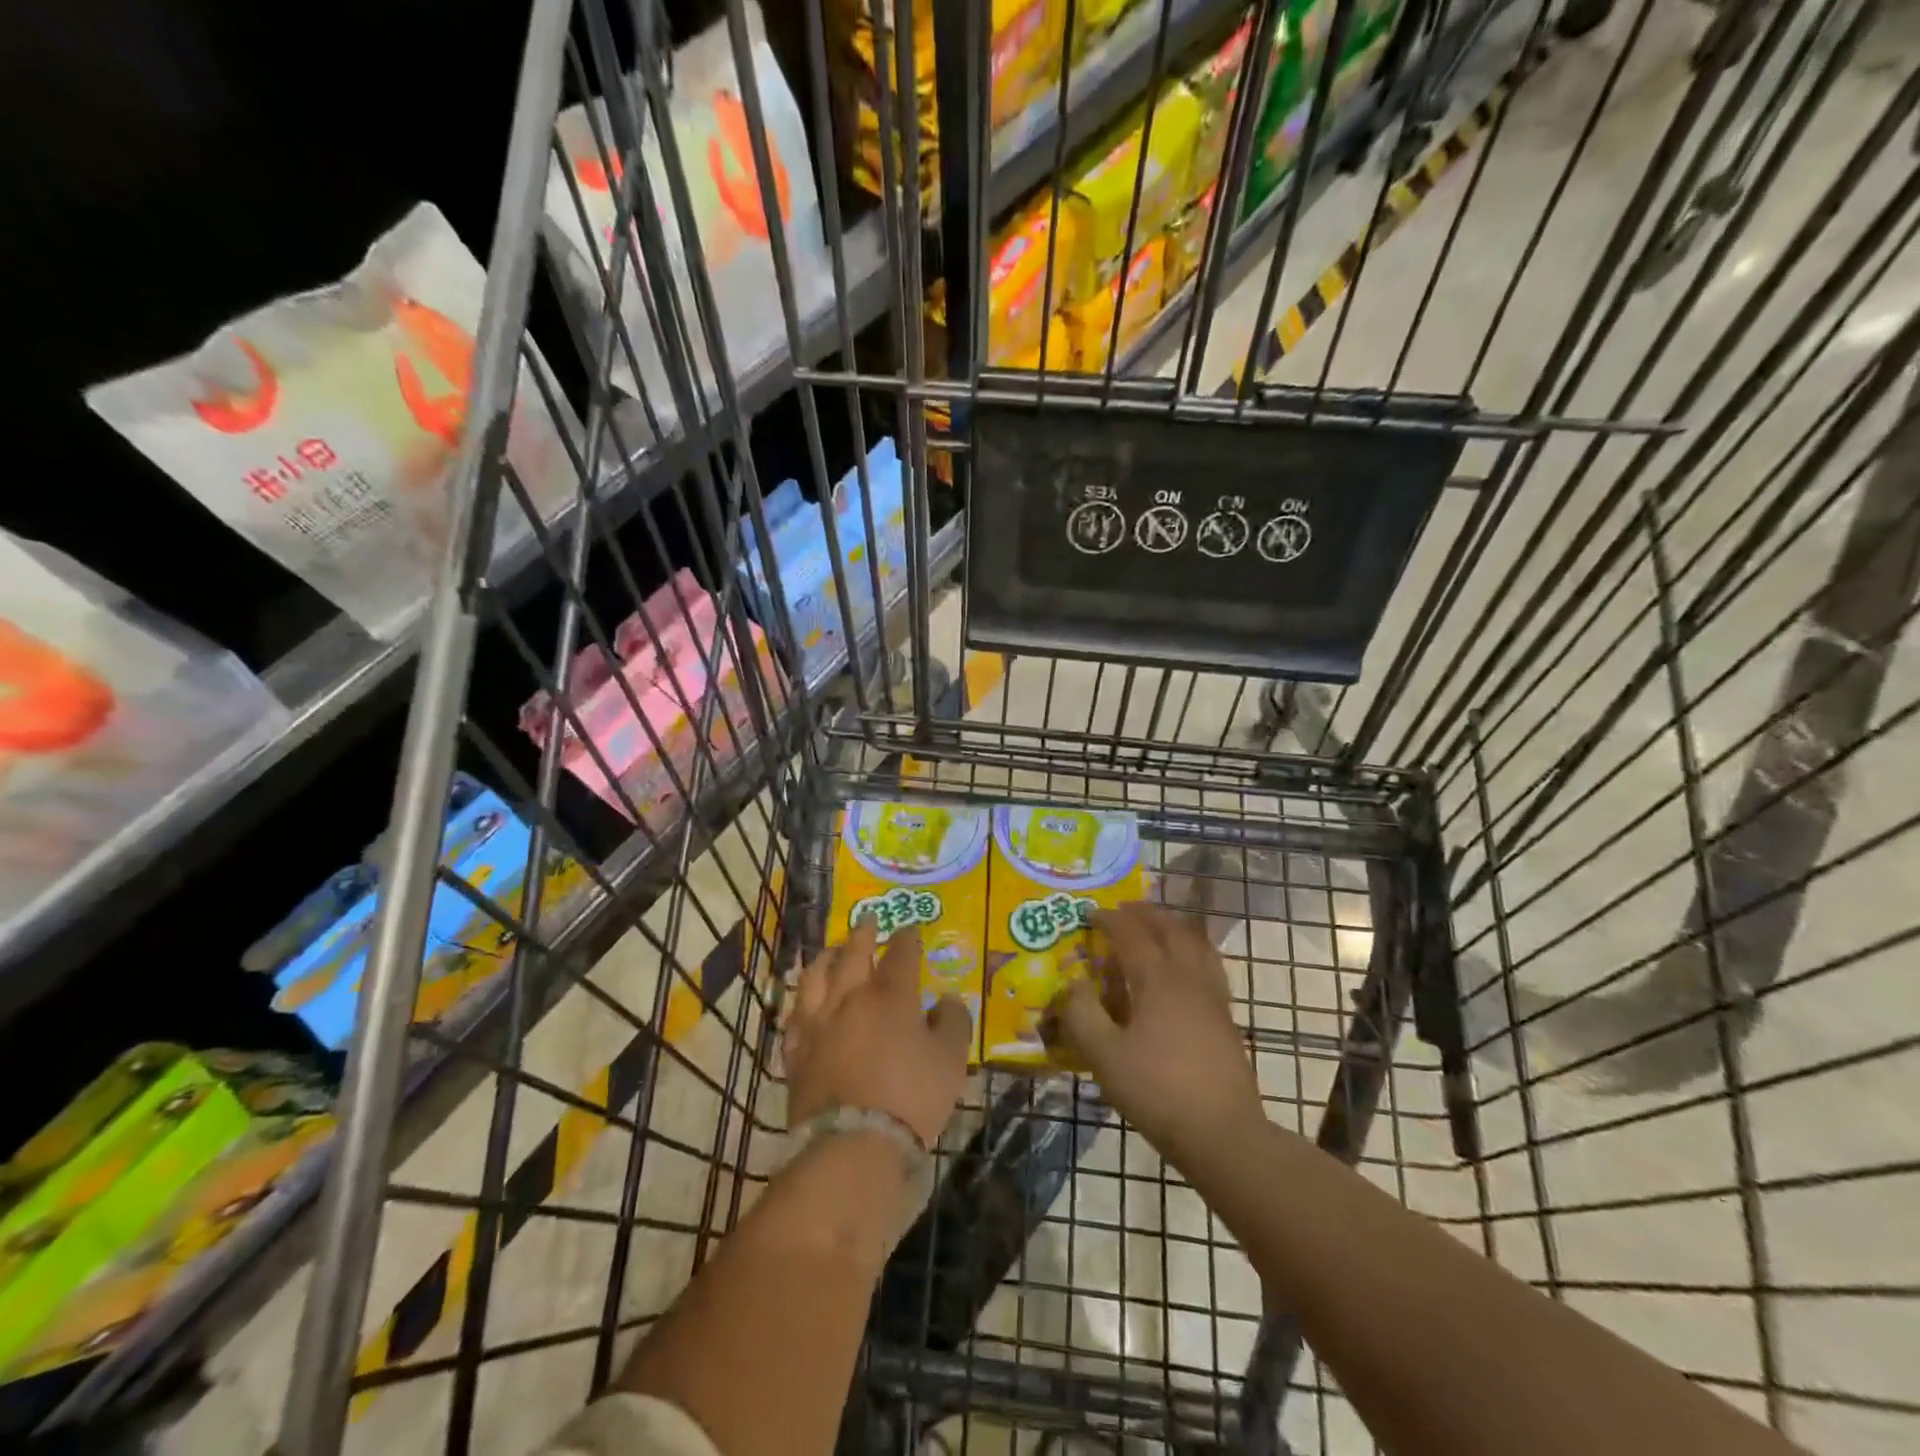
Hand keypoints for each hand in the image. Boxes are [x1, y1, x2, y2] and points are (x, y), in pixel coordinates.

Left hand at [783, 920, 971, 1149]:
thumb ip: (952, 1022)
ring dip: (826, 957)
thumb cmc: (911, 1097)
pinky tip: (803, 1002)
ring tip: (830, 950)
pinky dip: (801, 1002)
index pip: (901, 953)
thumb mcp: (950, 1060)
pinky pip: (795, 1016)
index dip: (908, 937)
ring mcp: (818, 1022)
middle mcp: (851, 997)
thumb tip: (948, 999)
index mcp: (891, 995)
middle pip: (853, 953)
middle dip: (863, 933)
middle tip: (867, 918)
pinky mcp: (797, 1051)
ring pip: (816, 976)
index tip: (911, 928)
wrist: (852, 1144)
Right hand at [1044, 901, 1265, 1166]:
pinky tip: (1184, 970)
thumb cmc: (1158, 1091)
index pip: (1131, 934)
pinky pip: (1209, 966)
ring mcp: (1213, 997)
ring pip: (1197, 944)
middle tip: (1124, 911)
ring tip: (1157, 928)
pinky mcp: (1226, 1019)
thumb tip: (1070, 984)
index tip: (1090, 914)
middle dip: (1145, 914)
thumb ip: (1082, 1015)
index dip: (1109, 919)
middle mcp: (1188, 978)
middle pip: (1171, 929)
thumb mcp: (1104, 1056)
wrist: (1223, 1135)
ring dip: (1174, 928)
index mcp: (1158, 980)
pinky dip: (1192, 952)